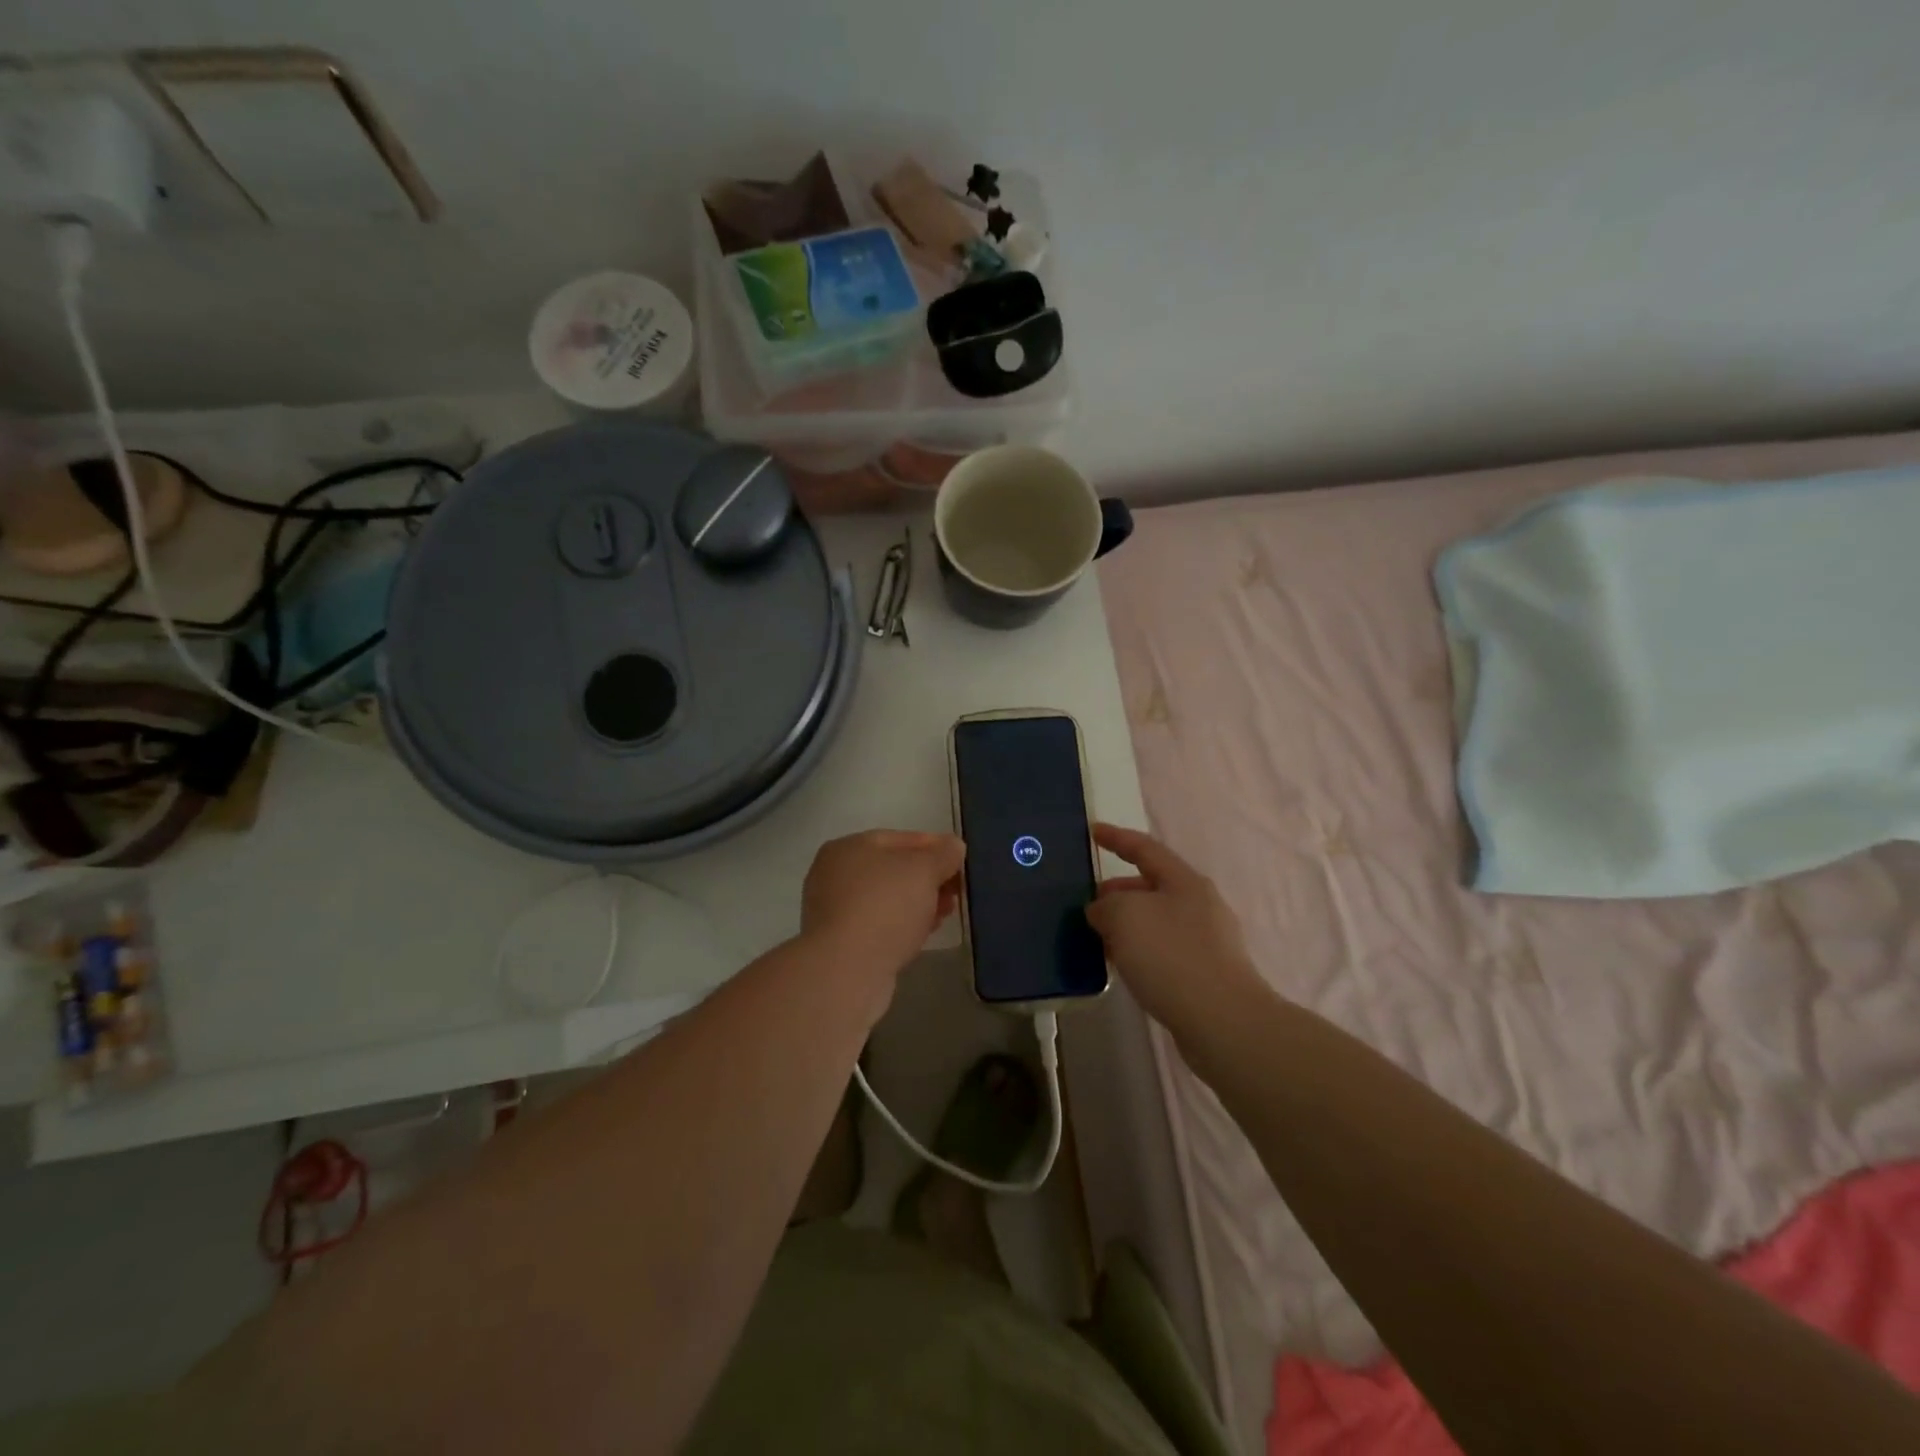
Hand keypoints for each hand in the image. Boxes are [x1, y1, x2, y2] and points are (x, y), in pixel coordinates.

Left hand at [802, 830, 965, 977]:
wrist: (846, 971)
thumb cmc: (884, 907)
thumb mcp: (923, 870)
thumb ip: (943, 854)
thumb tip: (954, 846)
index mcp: (848, 847)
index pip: (900, 838)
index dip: (935, 846)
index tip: (961, 861)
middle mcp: (835, 874)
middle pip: (893, 870)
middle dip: (929, 878)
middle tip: (957, 890)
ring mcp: (835, 911)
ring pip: (888, 899)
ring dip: (919, 903)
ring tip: (947, 912)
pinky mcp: (841, 944)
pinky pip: (880, 926)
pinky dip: (903, 926)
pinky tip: (924, 933)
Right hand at [1086, 823, 1262, 1033]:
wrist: (1222, 1022)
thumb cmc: (1171, 956)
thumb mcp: (1125, 916)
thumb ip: (1106, 905)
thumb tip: (1103, 912)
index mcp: (1185, 882)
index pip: (1145, 848)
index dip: (1116, 838)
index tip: (1092, 832)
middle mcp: (1200, 905)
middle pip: (1152, 886)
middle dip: (1118, 890)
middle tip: (1088, 903)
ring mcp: (1207, 941)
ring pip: (1156, 921)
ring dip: (1127, 924)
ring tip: (1098, 938)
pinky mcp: (1205, 974)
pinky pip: (1163, 950)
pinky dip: (1139, 950)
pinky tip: (1123, 966)